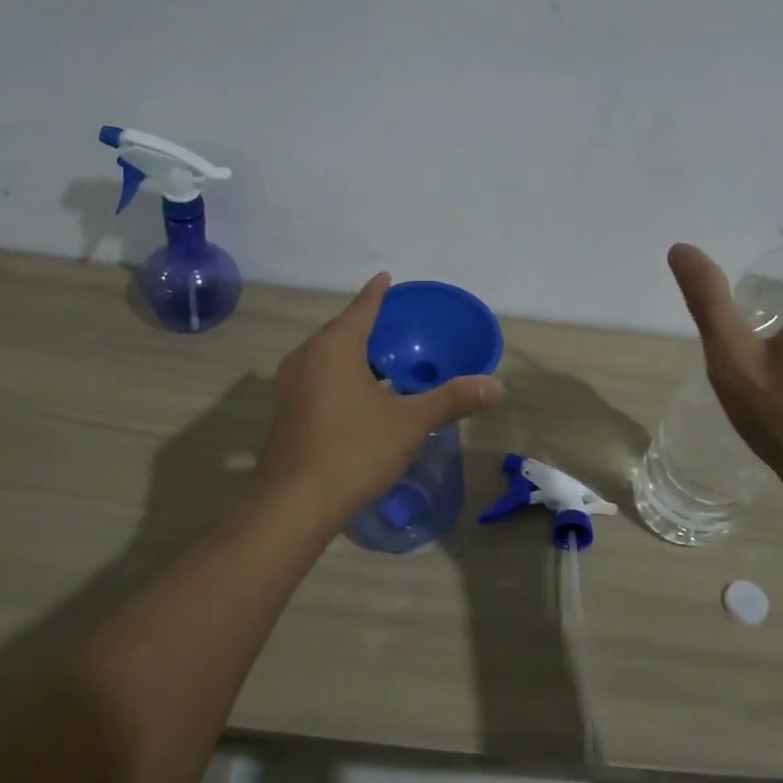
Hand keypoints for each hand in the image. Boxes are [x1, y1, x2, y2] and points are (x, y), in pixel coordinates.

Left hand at [256, 273, 505, 525]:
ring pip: (327, 357)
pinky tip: (361, 396)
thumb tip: (497, 385)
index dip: (378, 293)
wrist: (294, 503)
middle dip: (368, 325)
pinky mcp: (286, 411)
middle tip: (399, 326)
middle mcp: (306, 357)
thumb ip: (451, 400)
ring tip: (384, 360)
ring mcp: (290, 385)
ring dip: (354, 354)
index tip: (388, 278)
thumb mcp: (409, 422)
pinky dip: (341, 376)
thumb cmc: (353, 450)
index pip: (362, 308)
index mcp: (334, 347)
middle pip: (342, 330)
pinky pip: (318, 378)